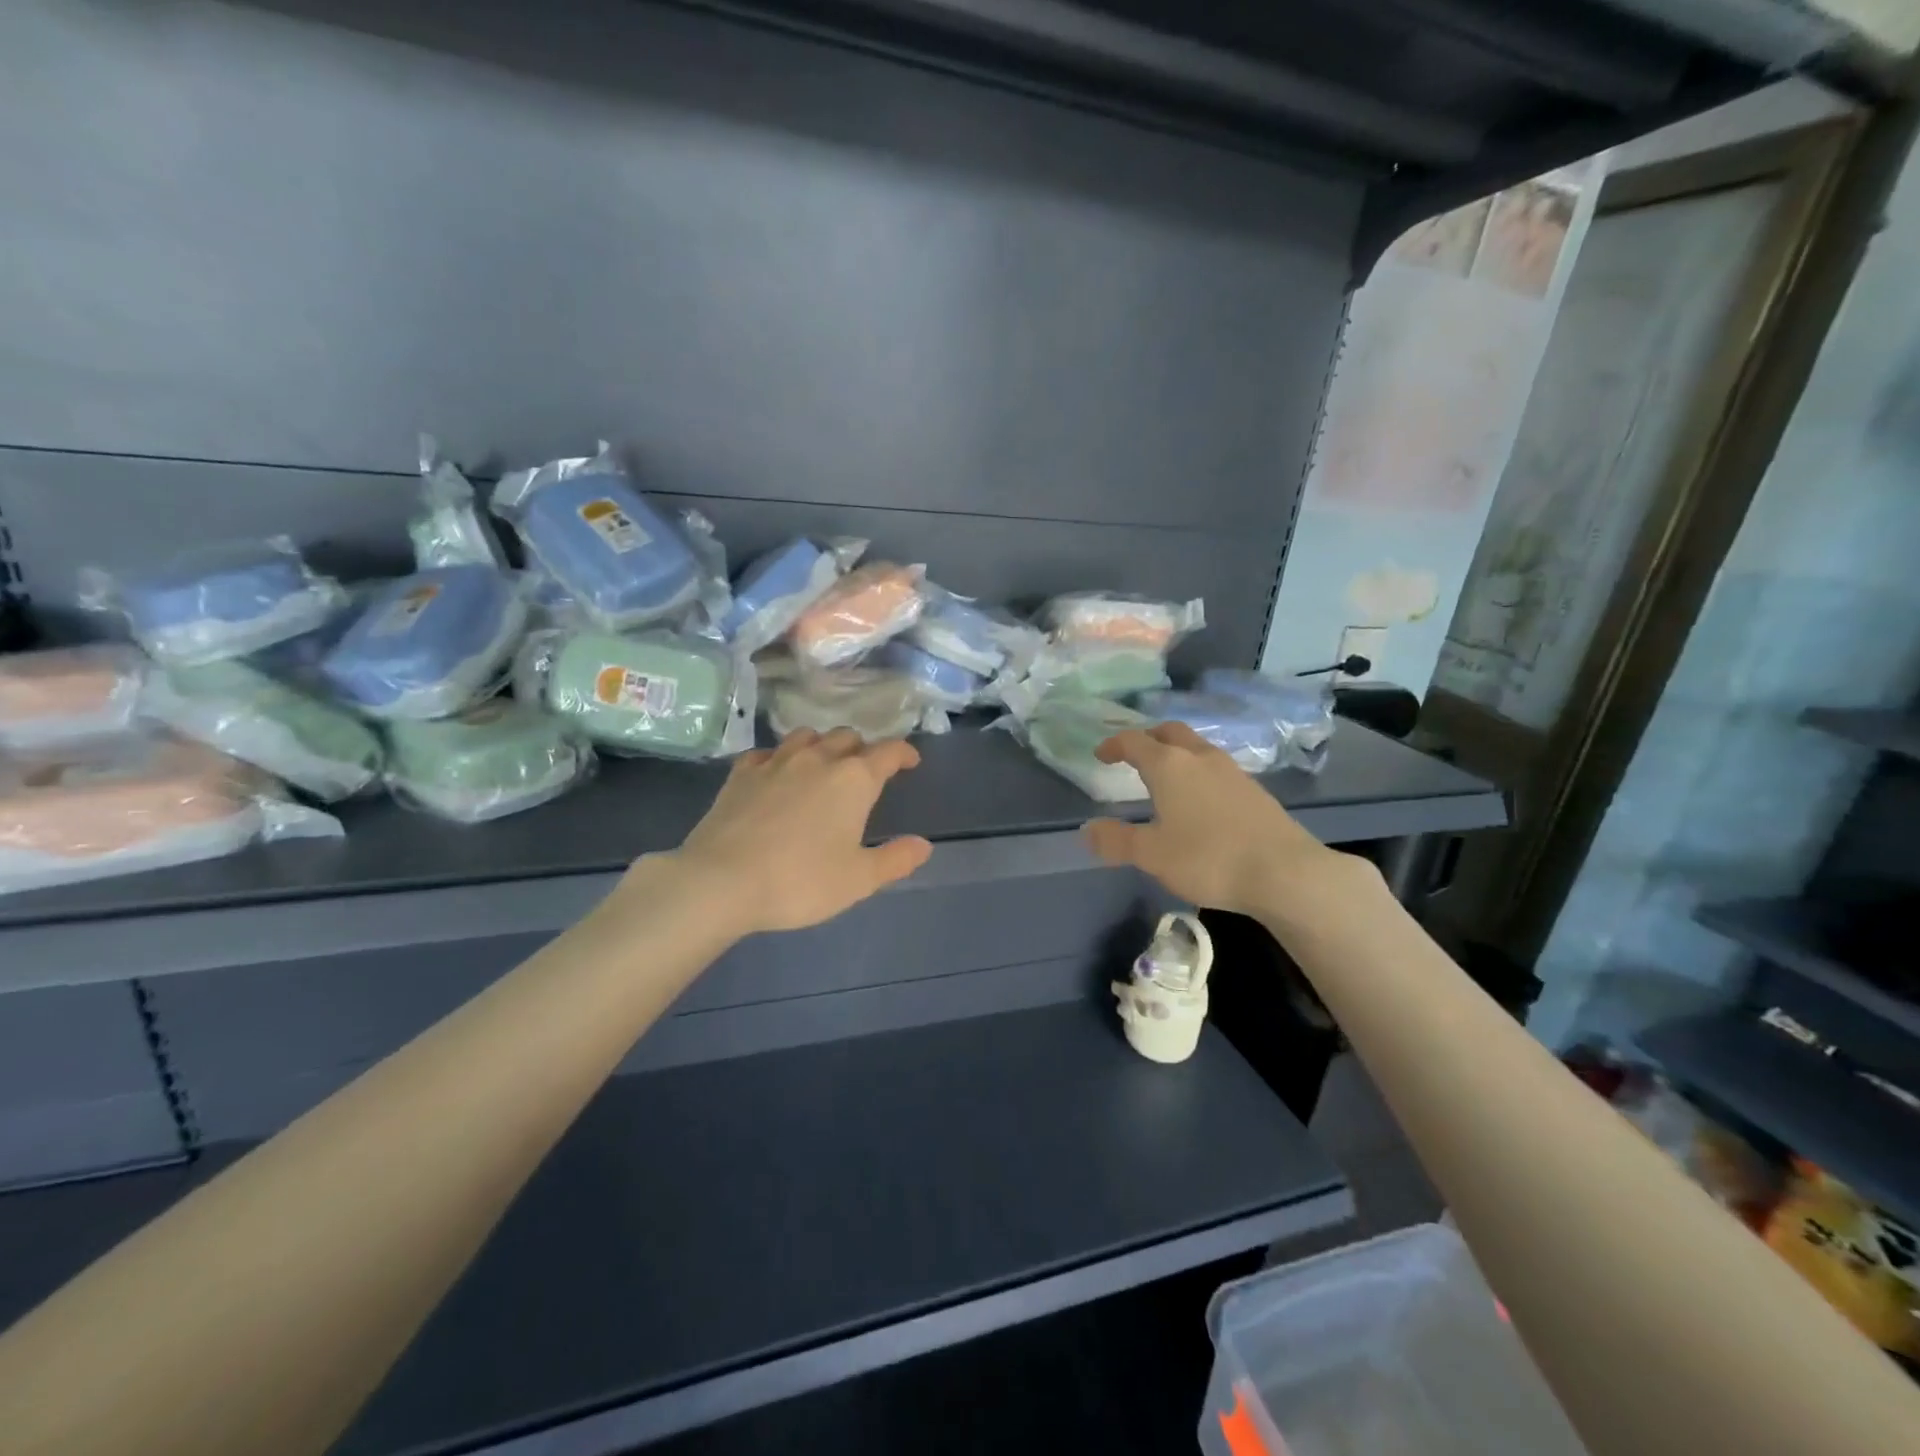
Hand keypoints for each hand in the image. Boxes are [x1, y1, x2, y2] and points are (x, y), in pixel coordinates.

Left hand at [663, 728, 932, 935]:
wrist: (721, 881)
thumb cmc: (800, 881)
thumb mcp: (859, 880)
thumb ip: (895, 859)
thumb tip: (924, 845)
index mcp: (853, 780)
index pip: (888, 752)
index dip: (904, 754)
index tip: (910, 762)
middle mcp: (817, 759)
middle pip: (847, 737)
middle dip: (862, 750)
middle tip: (865, 772)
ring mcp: (775, 762)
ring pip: (807, 736)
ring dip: (822, 746)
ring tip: (823, 765)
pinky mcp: (741, 774)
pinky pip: (767, 752)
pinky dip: (780, 758)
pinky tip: (776, 773)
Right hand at [1083, 723, 1352, 921]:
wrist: (1285, 872)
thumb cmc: (1208, 858)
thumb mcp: (1152, 855)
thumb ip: (1116, 840)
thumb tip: (1087, 829)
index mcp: (1169, 765)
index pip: (1134, 741)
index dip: (1114, 745)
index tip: (1101, 755)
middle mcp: (1200, 757)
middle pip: (1170, 732)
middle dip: (1148, 738)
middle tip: (1134, 755)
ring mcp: (1232, 771)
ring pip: (1196, 748)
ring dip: (1176, 754)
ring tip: (1165, 777)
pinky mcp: (1254, 789)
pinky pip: (1215, 768)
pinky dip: (1198, 771)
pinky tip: (1199, 799)